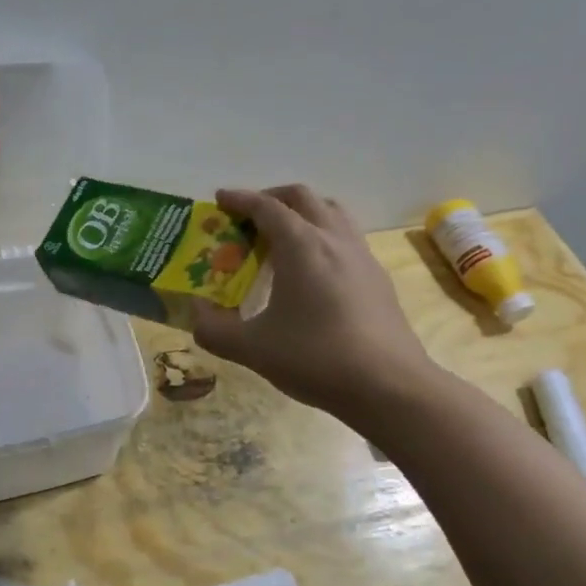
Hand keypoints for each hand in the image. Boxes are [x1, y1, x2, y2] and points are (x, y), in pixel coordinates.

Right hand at [193, 185, 435, 420]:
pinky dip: (323, 237)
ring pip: (331, 213)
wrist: (389, 387)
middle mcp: (334, 240)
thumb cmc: (316, 358)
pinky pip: (346, 239)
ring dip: (303, 213)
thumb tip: (195, 314)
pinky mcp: (377, 279)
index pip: (266, 207)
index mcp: (302, 246)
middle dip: (272, 198)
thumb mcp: (252, 349)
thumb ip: (214, 329)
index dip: (240, 199)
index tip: (219, 199)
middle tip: (248, 216)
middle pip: (303, 198)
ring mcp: (361, 257)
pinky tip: (312, 272)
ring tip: (281, 238)